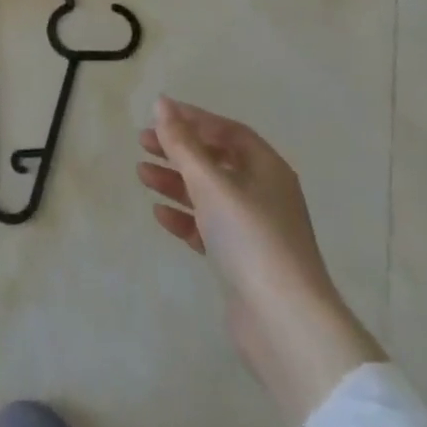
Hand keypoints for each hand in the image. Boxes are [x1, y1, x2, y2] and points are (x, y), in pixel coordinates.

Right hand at [138, 96, 383, 426]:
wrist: (284, 321)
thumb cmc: (250, 238)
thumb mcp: (211, 183)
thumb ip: (183, 143)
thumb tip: (162, 104)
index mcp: (267, 169)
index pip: (228, 131)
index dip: (194, 119)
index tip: (158, 115)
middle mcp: (264, 193)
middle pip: (216, 160)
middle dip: (179, 150)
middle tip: (142, 143)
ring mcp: (254, 229)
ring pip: (209, 194)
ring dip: (176, 182)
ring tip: (142, 174)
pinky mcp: (242, 260)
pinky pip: (208, 227)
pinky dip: (185, 217)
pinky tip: (160, 214)